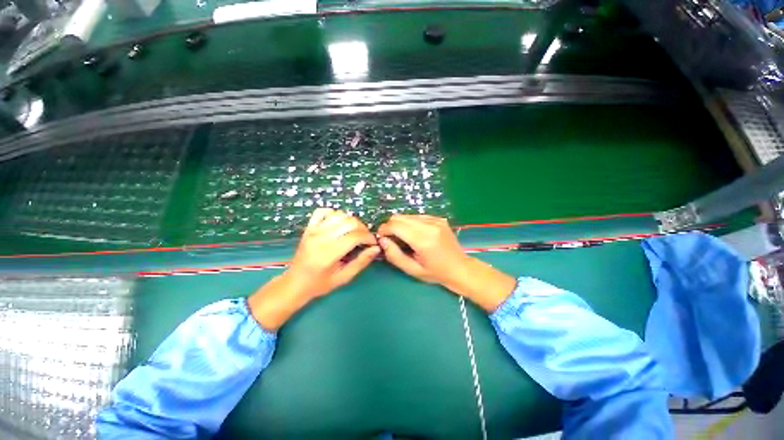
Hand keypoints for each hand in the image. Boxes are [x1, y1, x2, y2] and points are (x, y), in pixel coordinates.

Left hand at [248, 209, 379, 330]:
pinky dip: (333, 214)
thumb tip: (376, 248)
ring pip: (339, 215)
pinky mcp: (308, 227)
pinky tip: (338, 224)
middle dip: (363, 228)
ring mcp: (313, 230)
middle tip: (365, 238)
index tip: (373, 243)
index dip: (369, 237)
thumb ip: (361, 262)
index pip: (355, 236)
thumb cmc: (321, 283)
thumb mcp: (344, 277)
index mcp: (329, 253)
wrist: (295, 282)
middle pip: (350, 222)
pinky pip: (322, 211)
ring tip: (353, 232)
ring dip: (351, 221)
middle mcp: (321, 238)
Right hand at [378, 214, 515, 311]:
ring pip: (407, 215)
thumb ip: (394, 255)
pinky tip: (414, 234)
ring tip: (403, 237)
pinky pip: (417, 216)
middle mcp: (429, 225)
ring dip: (400, 224)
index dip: (384, 230)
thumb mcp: (412, 269)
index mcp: (423, 239)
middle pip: (399, 217)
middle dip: (390, 226)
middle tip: (391, 239)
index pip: (395, 225)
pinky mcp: (439, 218)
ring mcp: (435, 220)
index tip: (381, 238)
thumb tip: (383, 240)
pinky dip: (410, 223)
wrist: (460, 268)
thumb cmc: (435, 272)